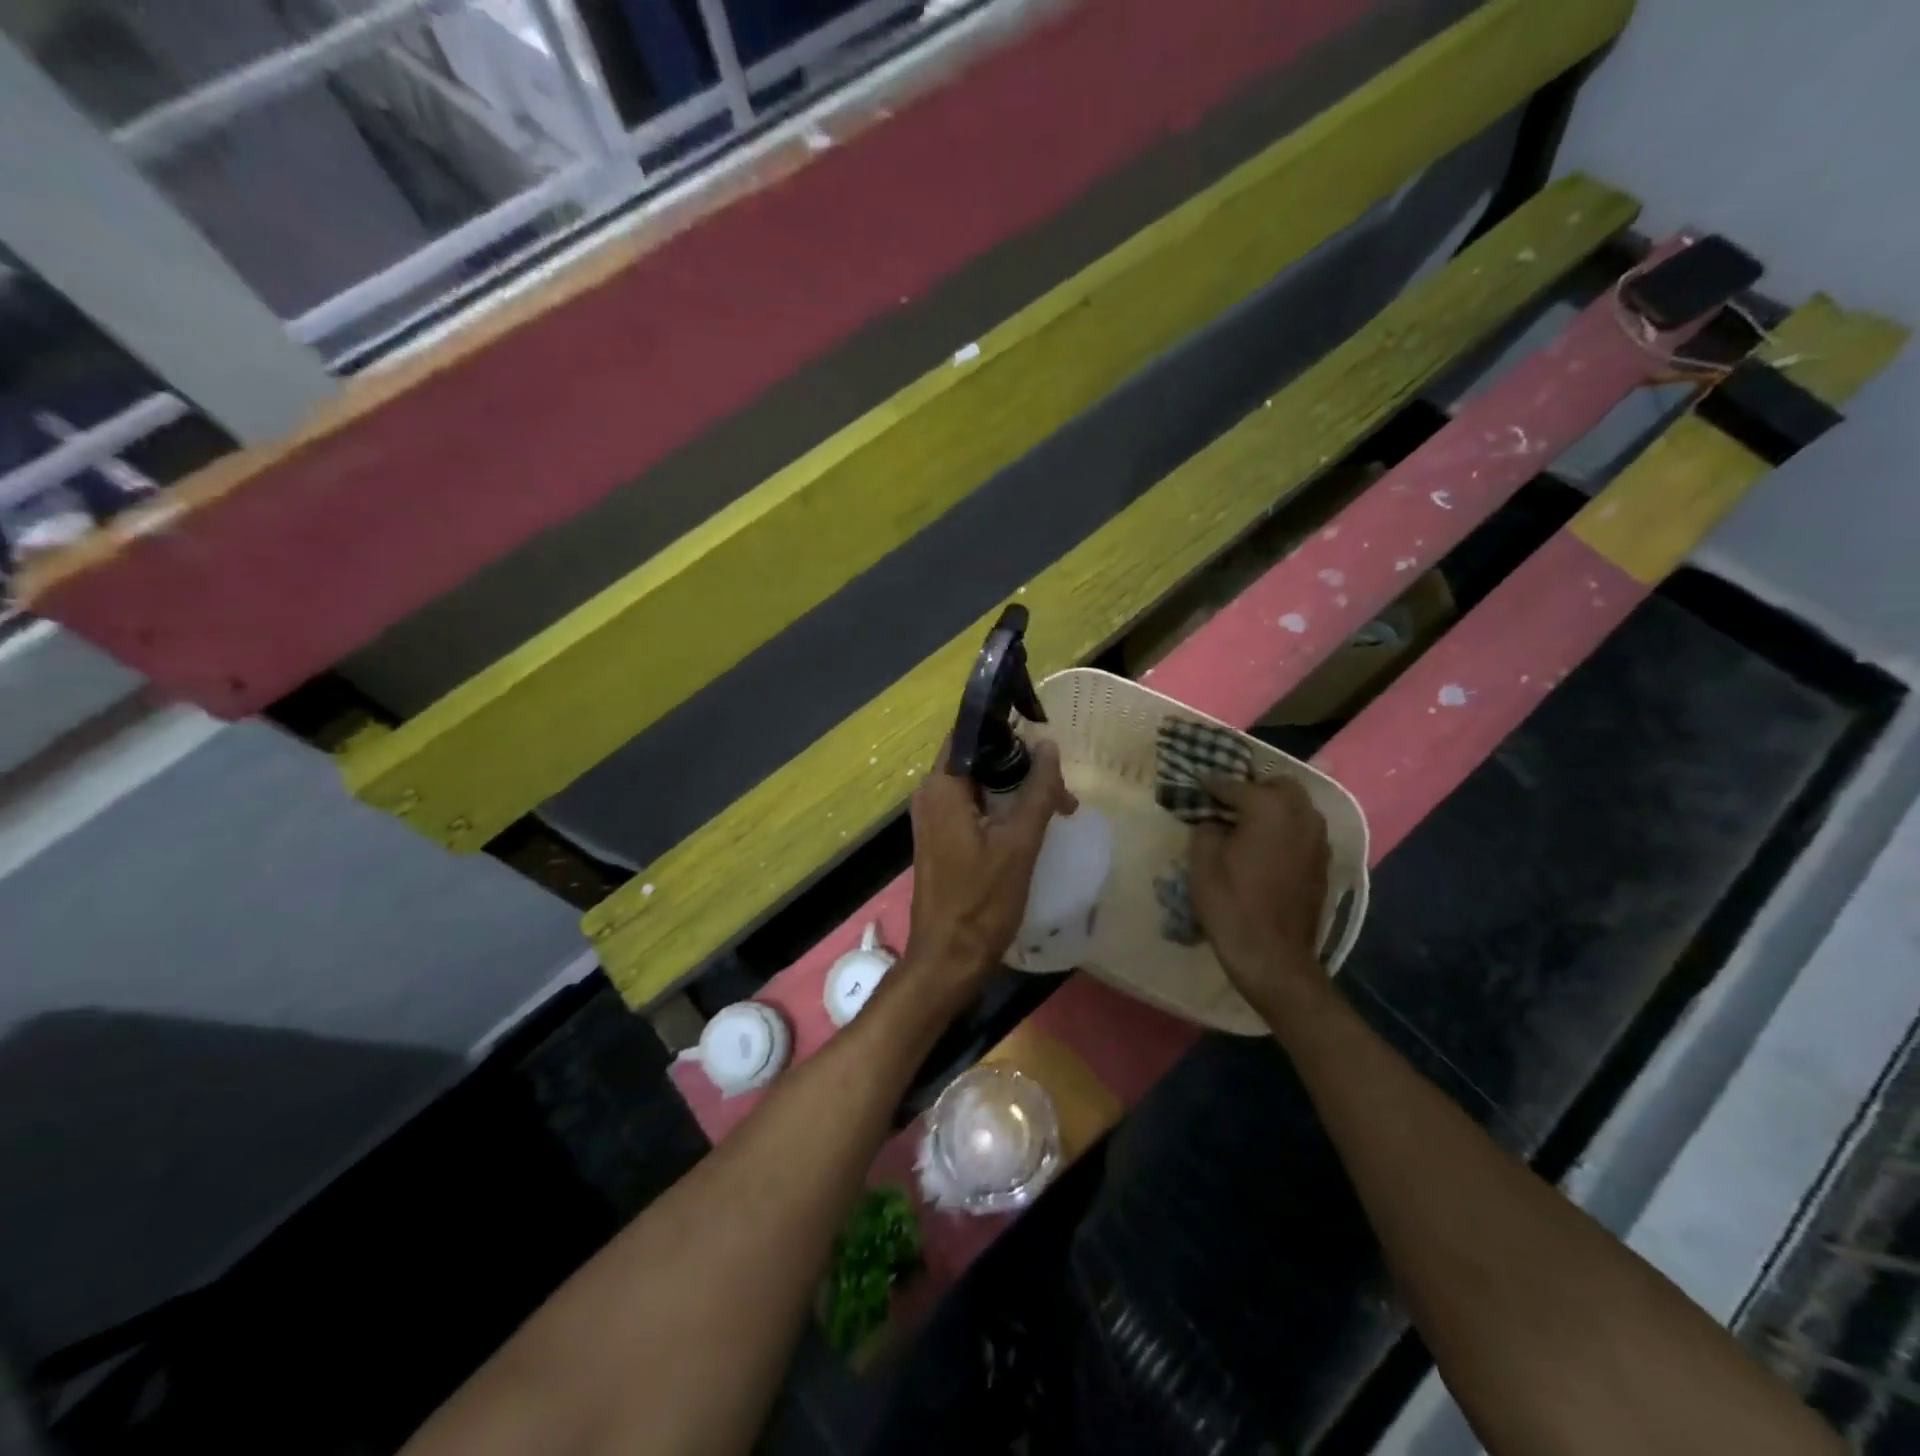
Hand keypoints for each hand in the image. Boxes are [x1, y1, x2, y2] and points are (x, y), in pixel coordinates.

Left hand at [906, 741, 1076, 997]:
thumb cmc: (981, 901)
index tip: (1042, 733)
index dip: (1005, 728)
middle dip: (1020, 764)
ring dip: (1016, 788)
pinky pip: (974, 807)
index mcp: (942, 787)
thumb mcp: (1019, 844)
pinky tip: (1033, 823)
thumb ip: (1037, 792)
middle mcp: (931, 795)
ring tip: (1058, 805)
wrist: (948, 958)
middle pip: (978, 759)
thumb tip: (1049, 747)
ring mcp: (934, 818)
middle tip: (1059, 783)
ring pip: (979, 784)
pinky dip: (1003, 808)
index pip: (969, 734)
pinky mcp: (942, 839)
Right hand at [1190, 776, 1329, 1008]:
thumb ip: (1207, 829)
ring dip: (1273, 806)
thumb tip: (1215, 822)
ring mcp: (1318, 839)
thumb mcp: (1202, 863)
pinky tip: (1265, 845)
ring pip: (1297, 806)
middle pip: (1279, 785)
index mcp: (1269, 809)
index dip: (1213, 785)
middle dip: (1253, 788)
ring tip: (1247, 822)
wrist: (1273, 957)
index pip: (1236, 785)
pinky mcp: (1323, 862)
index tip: (1198, 786)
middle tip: (1228, 803)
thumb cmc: (1231, 906)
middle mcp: (1301, 816)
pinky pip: (1304, 829)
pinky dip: (1286, 827)